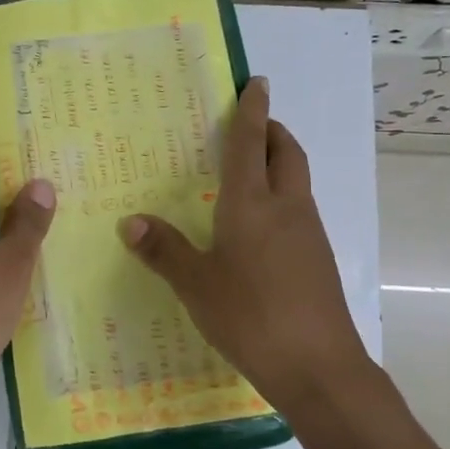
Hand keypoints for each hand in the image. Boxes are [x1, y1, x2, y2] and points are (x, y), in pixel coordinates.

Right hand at [119, 78, 378, 411]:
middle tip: (252, 124)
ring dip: (279, 163)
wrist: (319, 367)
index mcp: (252, 204)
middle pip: (287, 153)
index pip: (251, 143)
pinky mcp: (318, 259)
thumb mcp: (196, 284)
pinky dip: (282, 198)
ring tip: (251, 170)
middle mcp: (286, 208)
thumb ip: (164, 251)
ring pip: (297, 181)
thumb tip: (130, 221)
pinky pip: (299, 210)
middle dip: (272, 131)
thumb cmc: (251, 316)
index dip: (251, 110)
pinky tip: (260, 226)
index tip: (256, 82)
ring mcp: (308, 234)